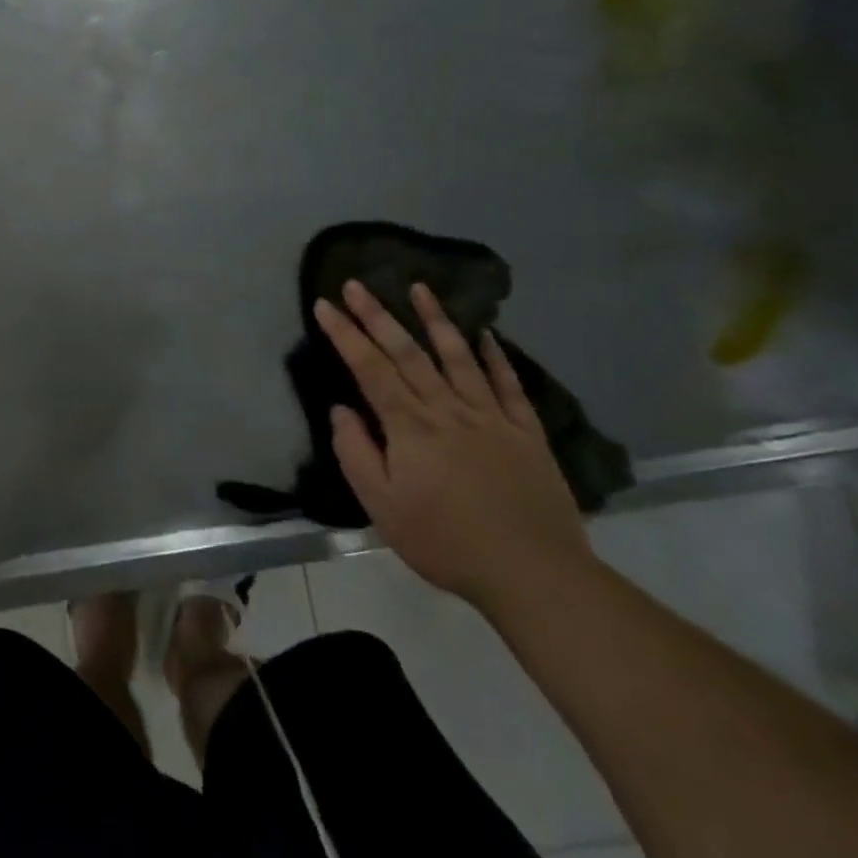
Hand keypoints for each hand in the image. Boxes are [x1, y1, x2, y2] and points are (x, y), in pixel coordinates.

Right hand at [315, 280, 592, 614]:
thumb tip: (341, 410)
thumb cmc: (445, 541)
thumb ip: (356, 453)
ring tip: (419, 287)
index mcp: (409, 426)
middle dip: (377, 314)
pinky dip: (495, 356)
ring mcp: (489, 417)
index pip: (369, 368)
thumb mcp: (382, 506)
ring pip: (457, 356)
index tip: (324, 305)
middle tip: (356, 283)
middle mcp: (446, 409)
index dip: (344, 334)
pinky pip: (508, 384)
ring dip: (435, 319)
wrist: (533, 573)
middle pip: (407, 352)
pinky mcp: (525, 432)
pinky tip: (485, 334)